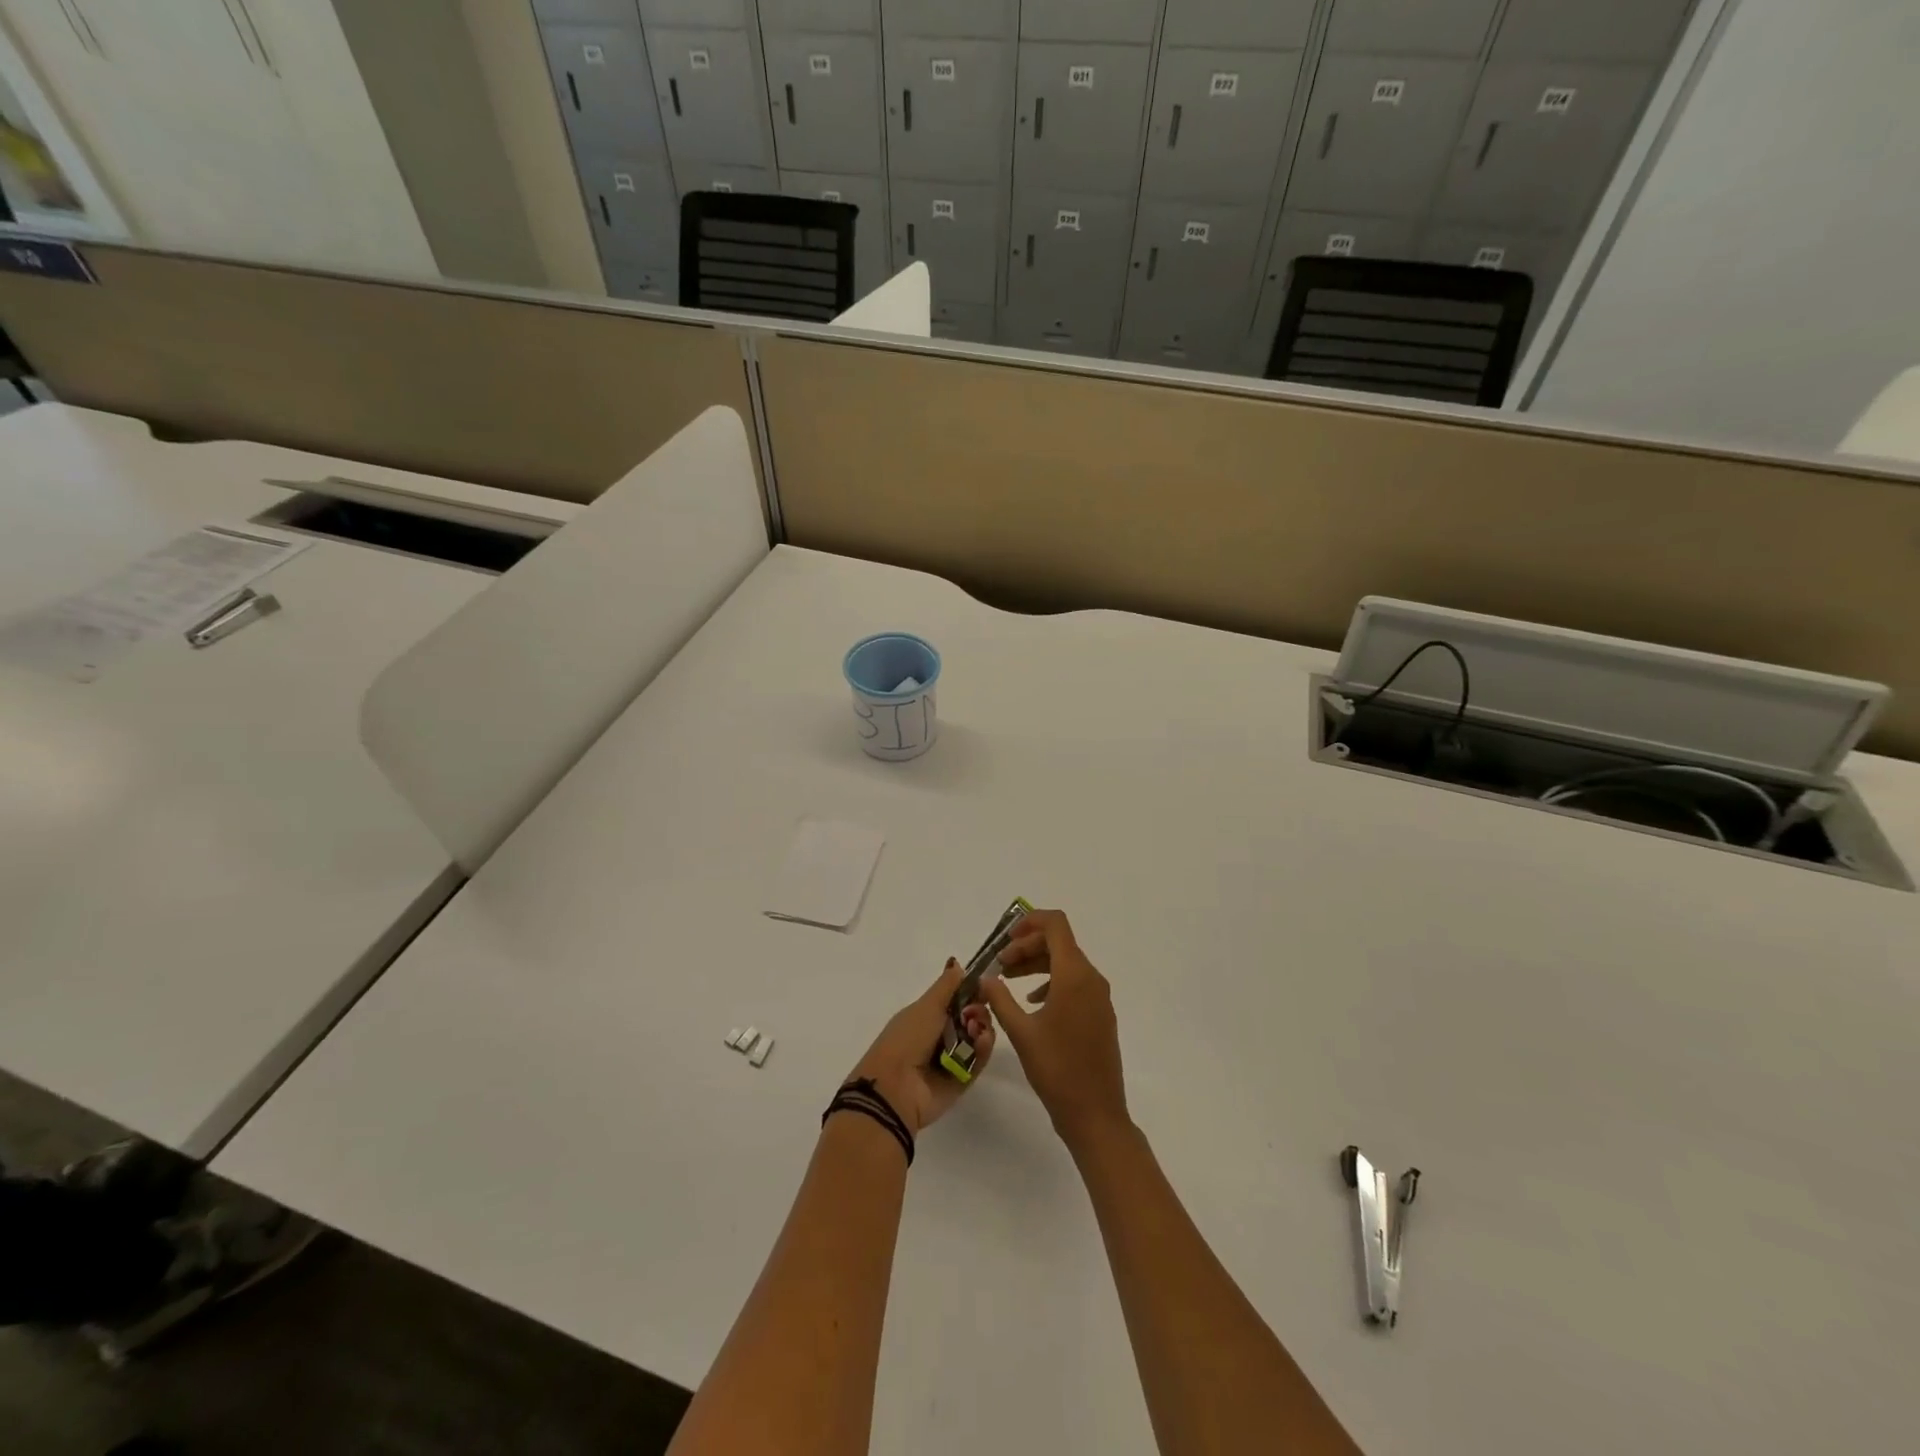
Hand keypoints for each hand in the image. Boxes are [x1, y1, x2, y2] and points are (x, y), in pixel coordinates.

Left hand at [847, 959, 994, 1136]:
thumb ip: (946, 985)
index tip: (985, 986)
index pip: (958, 999)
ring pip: (978, 1037)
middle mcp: (941, 1035)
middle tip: (973, 1014)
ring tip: (976, 1029)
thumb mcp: (926, 1005)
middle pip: (972, 1017)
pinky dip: (984, 1049)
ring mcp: (953, 1058)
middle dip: (979, 1010)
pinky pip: (980, 1060)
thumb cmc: (907, 1038)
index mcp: (928, 1016)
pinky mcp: (963, 1079)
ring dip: (982, 1028)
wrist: (897, 1087)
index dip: (972, 992)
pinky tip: (982, 1040)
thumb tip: (958, 963)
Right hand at [981, 910, 1128, 1149]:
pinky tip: (1032, 1002)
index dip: (1030, 921)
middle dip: (1027, 946)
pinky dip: (1051, 981)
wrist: (1096, 1114)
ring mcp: (1099, 997)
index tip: (1005, 937)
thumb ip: (1000, 999)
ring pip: (1066, 963)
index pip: (1056, 925)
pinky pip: (1075, 983)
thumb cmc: (1057, 1070)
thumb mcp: (1021, 1032)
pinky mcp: (1100, 1014)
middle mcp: (1091, 978)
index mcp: (1075, 975)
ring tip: (1008, 979)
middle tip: (999, 964)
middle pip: (1059, 943)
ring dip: (1037, 963)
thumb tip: (985, 978)